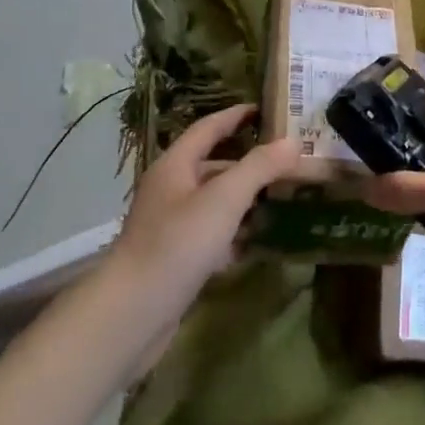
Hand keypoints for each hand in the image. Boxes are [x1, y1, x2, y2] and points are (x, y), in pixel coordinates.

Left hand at [108, 103, 301, 311]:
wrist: (131, 316)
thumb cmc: (177, 245)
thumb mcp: (224, 199)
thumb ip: (259, 167)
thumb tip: (293, 140)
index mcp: (175, 165)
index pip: (209, 127)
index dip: (237, 115)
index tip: (267, 108)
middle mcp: (171, 190)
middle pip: (214, 165)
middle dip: (249, 161)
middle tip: (287, 158)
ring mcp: (171, 226)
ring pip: (215, 202)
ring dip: (246, 198)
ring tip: (284, 196)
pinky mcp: (176, 259)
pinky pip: (212, 235)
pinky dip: (235, 233)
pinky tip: (260, 240)